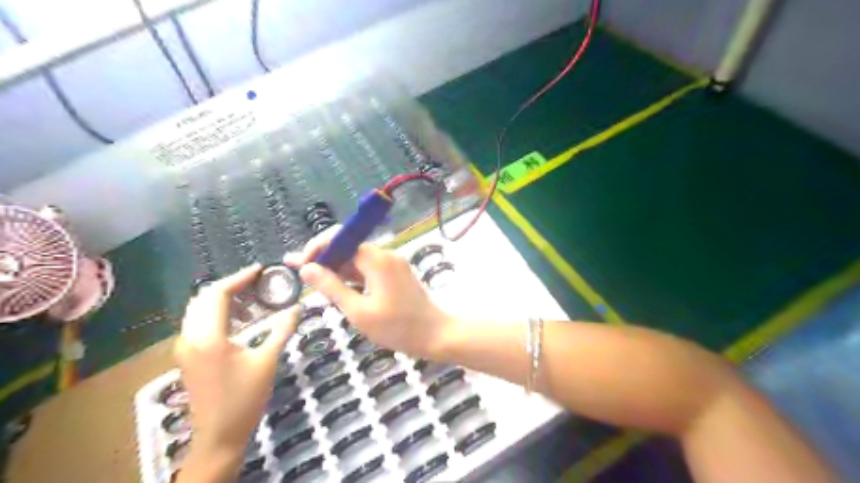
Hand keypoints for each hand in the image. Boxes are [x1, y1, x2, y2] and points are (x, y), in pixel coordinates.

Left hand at [172, 266, 298, 480]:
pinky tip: (240, 318)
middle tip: (258, 282)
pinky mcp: (187, 357)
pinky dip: (217, 313)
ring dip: (223, 299)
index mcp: (208, 337)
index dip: (239, 278)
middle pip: (204, 298)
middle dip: (231, 285)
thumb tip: (298, 307)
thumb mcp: (267, 360)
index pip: (217, 294)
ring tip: (252, 297)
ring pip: (198, 310)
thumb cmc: (244, 398)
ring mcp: (185, 348)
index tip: (260, 270)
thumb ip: (282, 329)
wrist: (219, 436)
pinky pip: (199, 323)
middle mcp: (189, 338)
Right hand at [285, 228, 452, 358]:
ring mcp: (392, 265)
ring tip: (310, 279)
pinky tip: (335, 286)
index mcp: (377, 259)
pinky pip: (368, 270)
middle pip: (349, 248)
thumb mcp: (359, 312)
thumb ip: (332, 287)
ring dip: (336, 269)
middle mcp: (385, 255)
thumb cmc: (398, 328)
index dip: (317, 248)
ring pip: (357, 261)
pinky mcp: (396, 275)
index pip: (341, 239)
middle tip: (298, 272)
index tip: (298, 264)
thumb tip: (306, 268)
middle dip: (323, 258)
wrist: (436, 335)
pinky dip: (351, 277)